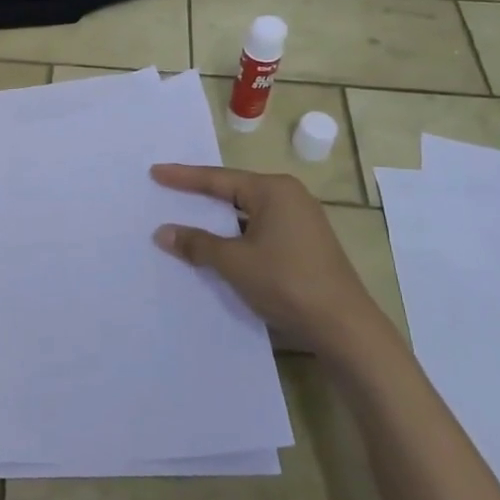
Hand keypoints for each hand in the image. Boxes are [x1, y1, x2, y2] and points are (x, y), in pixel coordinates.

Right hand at [150, 164, 392, 364]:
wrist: (344, 327)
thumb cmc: (286, 282)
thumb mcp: (234, 262)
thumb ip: (197, 243)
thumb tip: (163, 232)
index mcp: (274, 190)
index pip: (218, 179)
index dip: (183, 178)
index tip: (155, 172)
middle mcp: (289, 197)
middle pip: (234, 191)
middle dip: (201, 196)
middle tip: (168, 191)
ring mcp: (300, 221)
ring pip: (247, 214)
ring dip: (218, 220)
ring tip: (186, 219)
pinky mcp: (304, 244)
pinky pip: (259, 230)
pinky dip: (236, 235)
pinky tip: (217, 247)